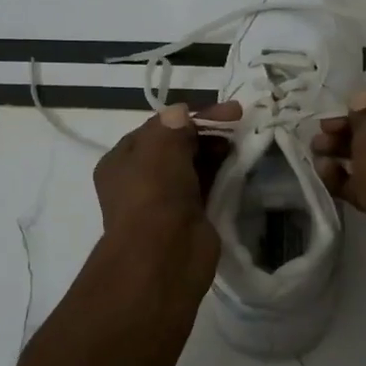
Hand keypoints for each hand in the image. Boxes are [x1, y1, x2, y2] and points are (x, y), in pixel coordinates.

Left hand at [93, 101, 239, 298]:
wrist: (164, 255)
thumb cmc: (154, 193)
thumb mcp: (160, 145)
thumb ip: (174, 124)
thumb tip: (183, 112)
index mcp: (121, 160)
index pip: (158, 128)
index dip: (190, 116)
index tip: (225, 110)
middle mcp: (140, 180)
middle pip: (177, 147)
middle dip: (207, 134)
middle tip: (239, 125)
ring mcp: (165, 202)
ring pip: (194, 168)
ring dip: (217, 155)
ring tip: (244, 143)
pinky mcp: (190, 220)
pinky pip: (207, 190)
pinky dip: (222, 178)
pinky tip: (241, 167)